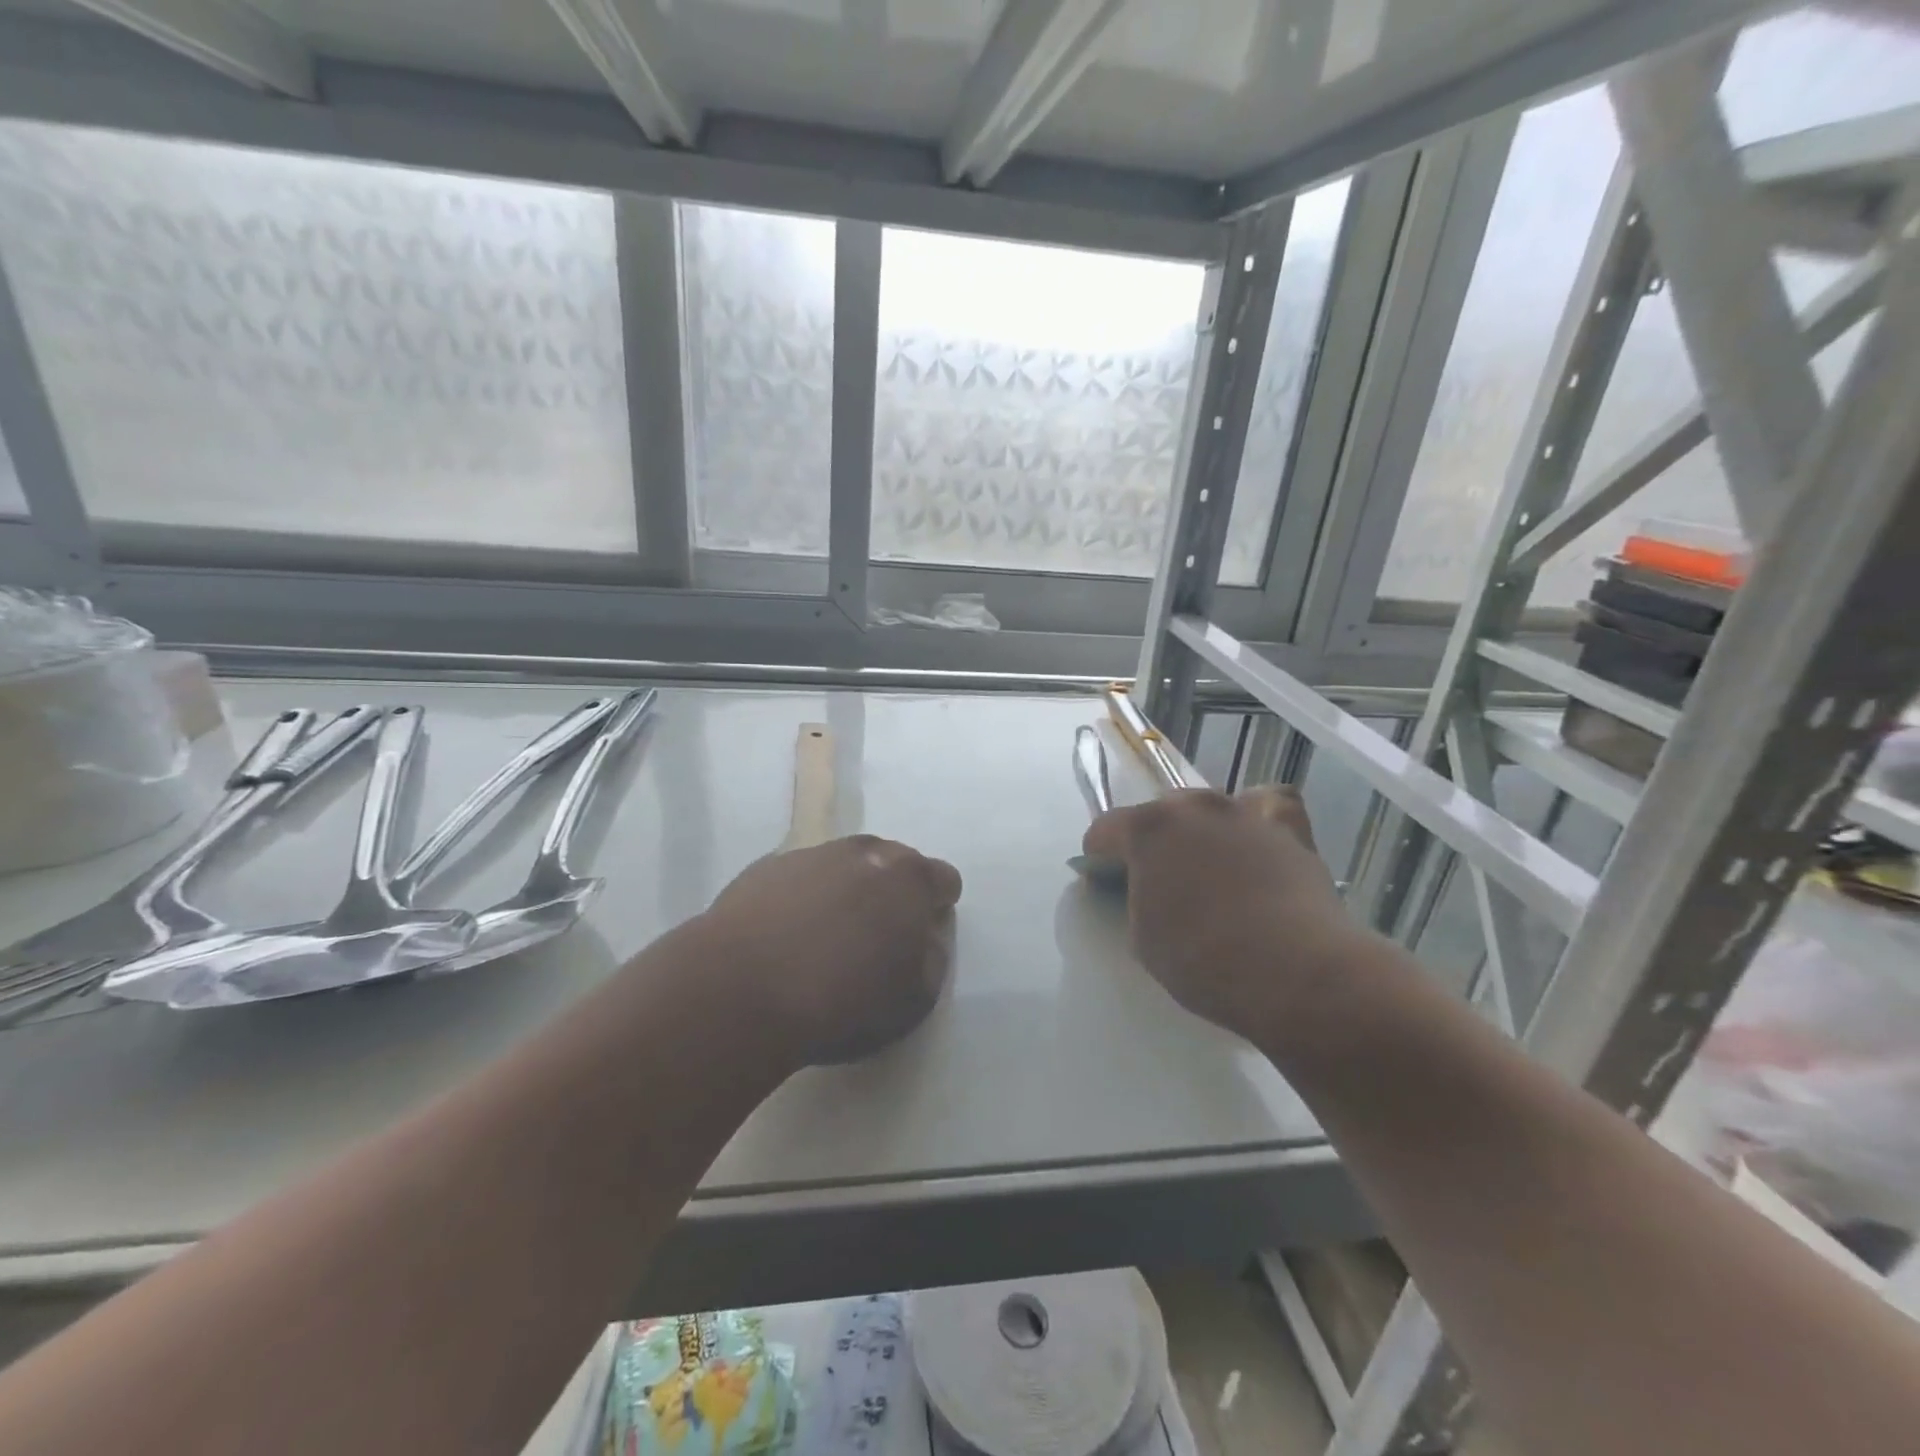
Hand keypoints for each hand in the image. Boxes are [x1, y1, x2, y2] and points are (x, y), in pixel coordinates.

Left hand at [698, 836, 962, 1066]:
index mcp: (909, 879)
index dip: (937, 908)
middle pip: (893, 863)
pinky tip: (785, 938)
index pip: (943, 879)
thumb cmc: (841, 1001)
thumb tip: (925, 938)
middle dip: (892, 893)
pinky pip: (799, 879)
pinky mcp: (765, 867)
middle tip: (875, 937)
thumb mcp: (913, 1000)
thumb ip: (932, 960)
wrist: (740, 991)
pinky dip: (802, 899)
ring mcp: (812, 855)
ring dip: (845, 891)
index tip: (921, 938)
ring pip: (843, 866)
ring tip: (826, 939)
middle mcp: (864, 853)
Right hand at [1083, 787, 1360, 1040]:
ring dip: (1200, 830)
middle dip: (1151, 841)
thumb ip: (1136, 899)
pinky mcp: (1289, 829)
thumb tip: (1148, 889)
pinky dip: (1258, 816)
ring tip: (1209, 867)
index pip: (1106, 829)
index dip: (1098, 855)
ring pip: (1209, 808)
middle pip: (1159, 813)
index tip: (1102, 879)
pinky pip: (1267, 805)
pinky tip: (1256, 839)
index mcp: (1148, 828)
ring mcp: (1244, 812)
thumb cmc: (1204, 960)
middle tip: (1157, 881)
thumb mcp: (1143, 938)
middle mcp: (1194, 806)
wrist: (1295, 973)